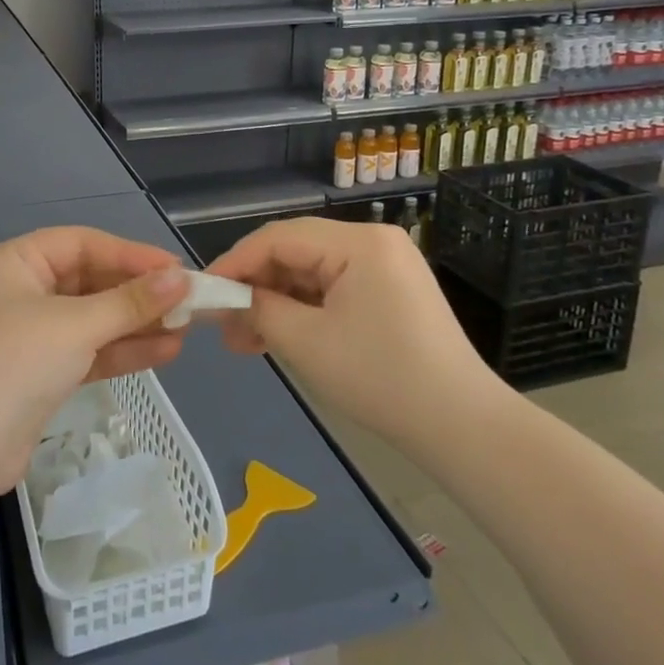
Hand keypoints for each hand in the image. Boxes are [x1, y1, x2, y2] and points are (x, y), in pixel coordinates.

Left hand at [0, 228, 192, 495]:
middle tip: (188, 301)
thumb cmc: (14, 364)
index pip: (82, 244)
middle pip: (89, 281)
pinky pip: (88, 351)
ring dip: (137, 324)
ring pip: (93, 319)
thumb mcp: (75, 325)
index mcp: (15, 263)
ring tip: (187, 329)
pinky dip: (121, 351)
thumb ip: (130, 302)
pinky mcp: (41, 373)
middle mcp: (20, 291)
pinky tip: (165, 352)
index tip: (176, 269)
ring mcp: (30, 335)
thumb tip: (180, 278)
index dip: (130, 254)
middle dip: (138, 293)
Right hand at [209, 218, 502, 442]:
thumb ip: (259, 310)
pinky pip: (333, 290)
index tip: (202, 290)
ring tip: (243, 341)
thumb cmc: (380, 378)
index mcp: (358, 242)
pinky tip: (277, 338)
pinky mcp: (390, 292)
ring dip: (276, 304)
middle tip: (221, 324)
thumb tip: (227, 300)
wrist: (462, 427)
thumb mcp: (306, 343)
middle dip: (255, 287)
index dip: (235, 262)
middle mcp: (373, 242)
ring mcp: (385, 267)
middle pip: (295, 252)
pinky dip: (303, 311)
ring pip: (311, 273)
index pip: (279, 237)